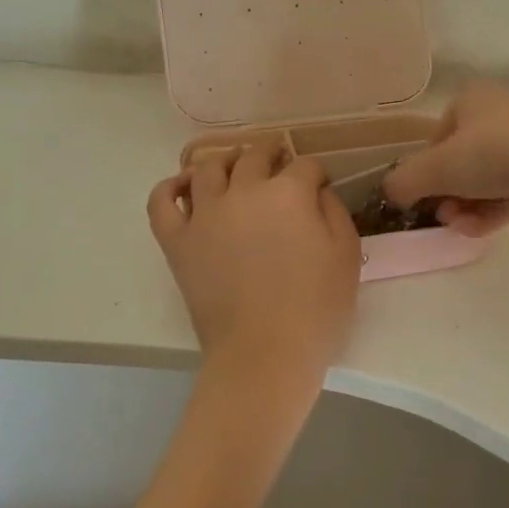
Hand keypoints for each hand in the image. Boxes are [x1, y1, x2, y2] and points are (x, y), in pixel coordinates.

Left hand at [147, 145, 360, 393]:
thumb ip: (334, 212)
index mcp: (288, 193)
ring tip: (234, 167)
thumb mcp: (346, 256)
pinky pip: (162, 202)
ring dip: (225, 160)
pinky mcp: (177, 241)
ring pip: (207, 168)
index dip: (316, 173)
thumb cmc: (316, 309)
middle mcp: (243, 192)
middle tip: (278, 161)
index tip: (319, 186)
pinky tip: (183, 185)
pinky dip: (170, 187)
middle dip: (272, 153)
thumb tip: (318, 191)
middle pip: (255, 156)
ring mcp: (205, 214)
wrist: (264, 353)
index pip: (305, 166)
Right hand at [382, 83, 508, 234]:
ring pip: (488, 179)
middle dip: (448, 194)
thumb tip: (390, 193)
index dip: (425, 170)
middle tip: (444, 217)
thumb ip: (404, 181)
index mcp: (471, 99)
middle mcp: (500, 113)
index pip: (437, 138)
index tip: (424, 197)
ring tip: (461, 228)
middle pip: (462, 161)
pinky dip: (494, 210)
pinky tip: (480, 231)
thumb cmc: (495, 153)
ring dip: (468, 206)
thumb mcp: (436, 168)